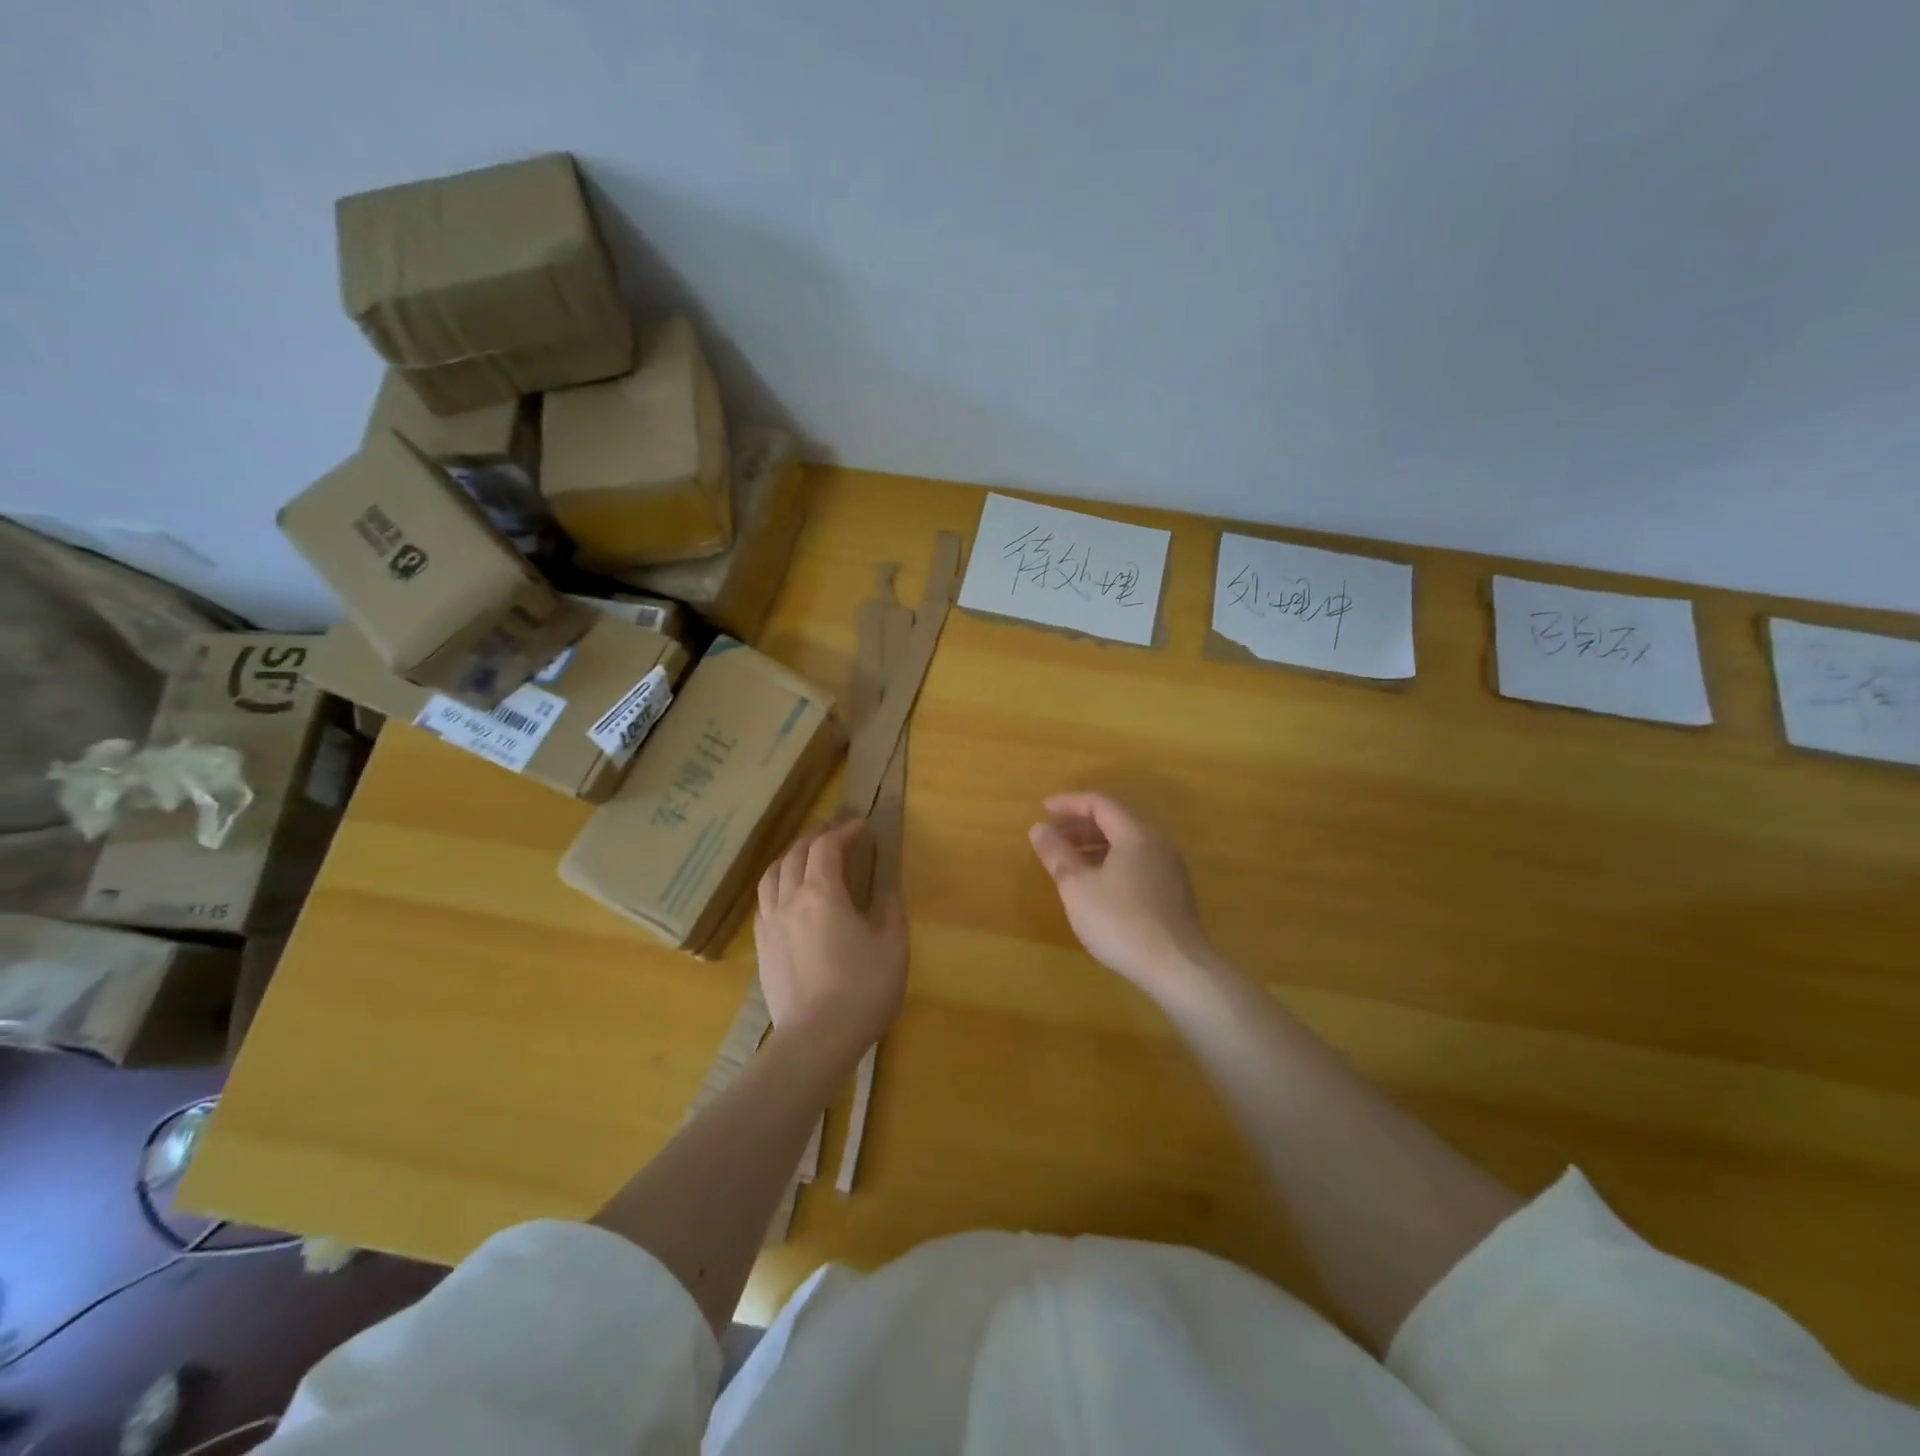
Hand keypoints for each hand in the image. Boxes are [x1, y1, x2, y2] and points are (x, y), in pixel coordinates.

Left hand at [755, 818, 907, 1067]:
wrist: (816, 1041)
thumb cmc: (862, 990)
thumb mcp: (893, 946)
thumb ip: (890, 910)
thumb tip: (884, 891)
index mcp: (822, 893)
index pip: (827, 847)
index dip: (845, 831)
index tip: (862, 827)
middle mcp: (790, 900)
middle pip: (796, 854)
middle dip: (816, 836)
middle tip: (835, 832)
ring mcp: (770, 923)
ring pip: (772, 874)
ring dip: (791, 856)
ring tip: (807, 856)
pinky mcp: (761, 947)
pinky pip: (764, 901)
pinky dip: (778, 884)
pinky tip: (788, 895)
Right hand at [1029, 792, 1214, 1004]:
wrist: (1177, 967)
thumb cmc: (1121, 922)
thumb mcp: (1078, 887)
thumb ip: (1057, 854)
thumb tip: (1038, 828)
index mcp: (1135, 834)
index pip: (1100, 804)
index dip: (1069, 804)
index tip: (1043, 811)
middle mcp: (1157, 843)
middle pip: (1115, 821)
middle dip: (1079, 824)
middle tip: (1051, 835)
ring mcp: (1169, 868)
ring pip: (1126, 843)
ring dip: (1094, 844)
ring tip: (1067, 859)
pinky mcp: (1173, 892)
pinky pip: (1136, 862)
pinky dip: (1111, 861)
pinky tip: (1095, 883)